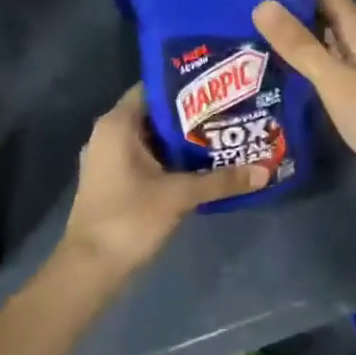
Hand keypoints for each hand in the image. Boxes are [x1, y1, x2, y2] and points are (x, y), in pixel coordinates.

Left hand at [62, 84, 265, 274]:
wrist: (90, 269)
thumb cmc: (129, 218)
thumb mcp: (180, 195)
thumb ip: (222, 180)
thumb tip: (265, 171)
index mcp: (118, 124)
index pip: (153, 88)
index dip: (186, 86)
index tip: (220, 88)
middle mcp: (109, 134)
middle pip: (156, 114)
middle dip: (192, 115)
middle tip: (230, 112)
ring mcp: (109, 159)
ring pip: (153, 139)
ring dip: (184, 140)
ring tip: (224, 135)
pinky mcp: (114, 181)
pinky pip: (147, 158)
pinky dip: (172, 159)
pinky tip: (203, 166)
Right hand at [253, 0, 355, 182]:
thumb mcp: (334, 79)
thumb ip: (299, 44)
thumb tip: (262, 4)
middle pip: (321, 12)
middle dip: (288, 8)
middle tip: (244, 8)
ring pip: (322, 38)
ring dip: (294, 34)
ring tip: (252, 32)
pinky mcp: (355, 88)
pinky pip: (325, 62)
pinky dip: (304, 59)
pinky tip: (278, 65)